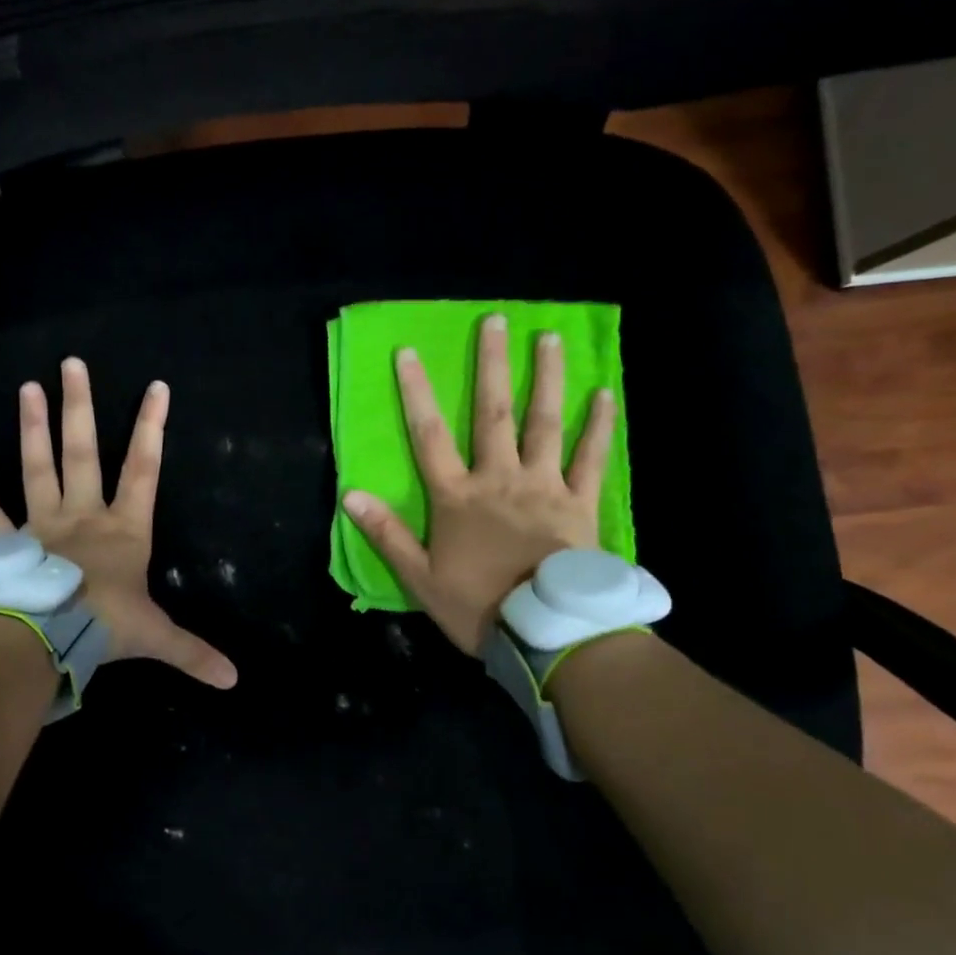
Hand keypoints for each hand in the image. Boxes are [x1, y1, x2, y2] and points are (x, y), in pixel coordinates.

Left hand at [0, 357, 237, 688]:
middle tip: (71, 364)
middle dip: (80, 409)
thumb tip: (234, 681)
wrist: (45, 638)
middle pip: (83, 453)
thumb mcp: (156, 638)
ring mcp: (41, 525)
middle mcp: (83, 516)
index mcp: (123, 530)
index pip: (144, 469)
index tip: (156, 387)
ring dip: (32, 429)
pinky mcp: (6, 543)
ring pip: (37, 468)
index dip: (151, 427)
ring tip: (27, 387)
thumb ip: (193, 653)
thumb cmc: (104, 626)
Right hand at [341, 314, 616, 655]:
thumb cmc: (476, 606)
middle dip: (492, 365)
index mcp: (457, 497)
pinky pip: (591, 458)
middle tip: (496, 320)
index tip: (408, 352)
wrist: (543, 633)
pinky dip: (599, 426)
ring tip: (548, 339)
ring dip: (545, 379)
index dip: (416, 393)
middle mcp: (499, 479)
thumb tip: (351, 495)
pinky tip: (605, 394)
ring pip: (544, 423)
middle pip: (492, 414)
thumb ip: (387, 534)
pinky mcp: (580, 504)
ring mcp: (544, 487)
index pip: (429, 436)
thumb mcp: (419, 577)